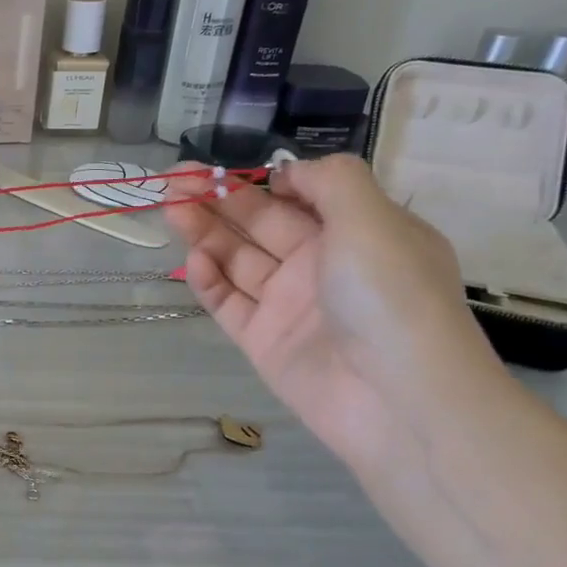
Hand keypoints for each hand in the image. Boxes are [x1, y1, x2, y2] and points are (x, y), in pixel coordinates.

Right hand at [164, 156, 504, 466]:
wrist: (396, 398)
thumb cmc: (389, 295)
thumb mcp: (373, 219)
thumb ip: (329, 180)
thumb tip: (287, 172)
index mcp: (356, 231)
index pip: (299, 196)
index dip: (258, 179)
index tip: (220, 167)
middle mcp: (321, 264)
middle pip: (259, 223)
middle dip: (217, 199)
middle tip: (172, 181)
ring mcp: (289, 304)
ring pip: (236, 259)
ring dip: (203, 232)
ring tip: (169, 209)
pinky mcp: (262, 340)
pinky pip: (228, 302)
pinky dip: (208, 281)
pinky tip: (194, 261)